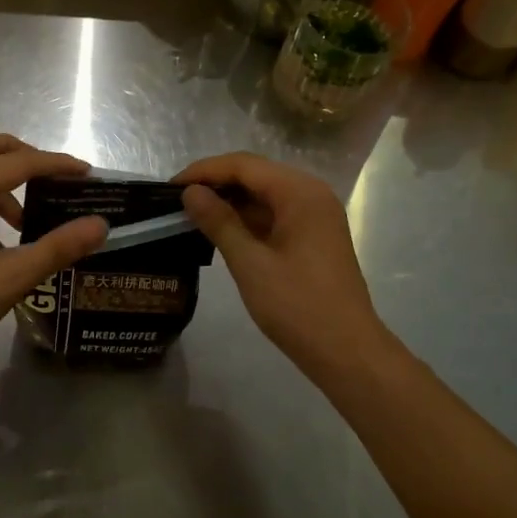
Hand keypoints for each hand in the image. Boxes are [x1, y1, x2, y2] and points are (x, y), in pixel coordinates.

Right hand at [175, 152, 395, 376]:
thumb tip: (191, 192)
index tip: (169, 187)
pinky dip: (247, 219)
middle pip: (255, 175)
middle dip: (215, 184)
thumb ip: (219, 222)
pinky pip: (274, 214)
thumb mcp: (250, 263)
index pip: (244, 165)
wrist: (346, 352)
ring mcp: (315, 215)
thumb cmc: (297, 306)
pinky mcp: (313, 236)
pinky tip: (220, 231)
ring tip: (191, 215)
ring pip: (264, 195)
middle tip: (176, 201)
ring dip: (230, 202)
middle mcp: (311, 194)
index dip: (204, 171)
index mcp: (300, 192)